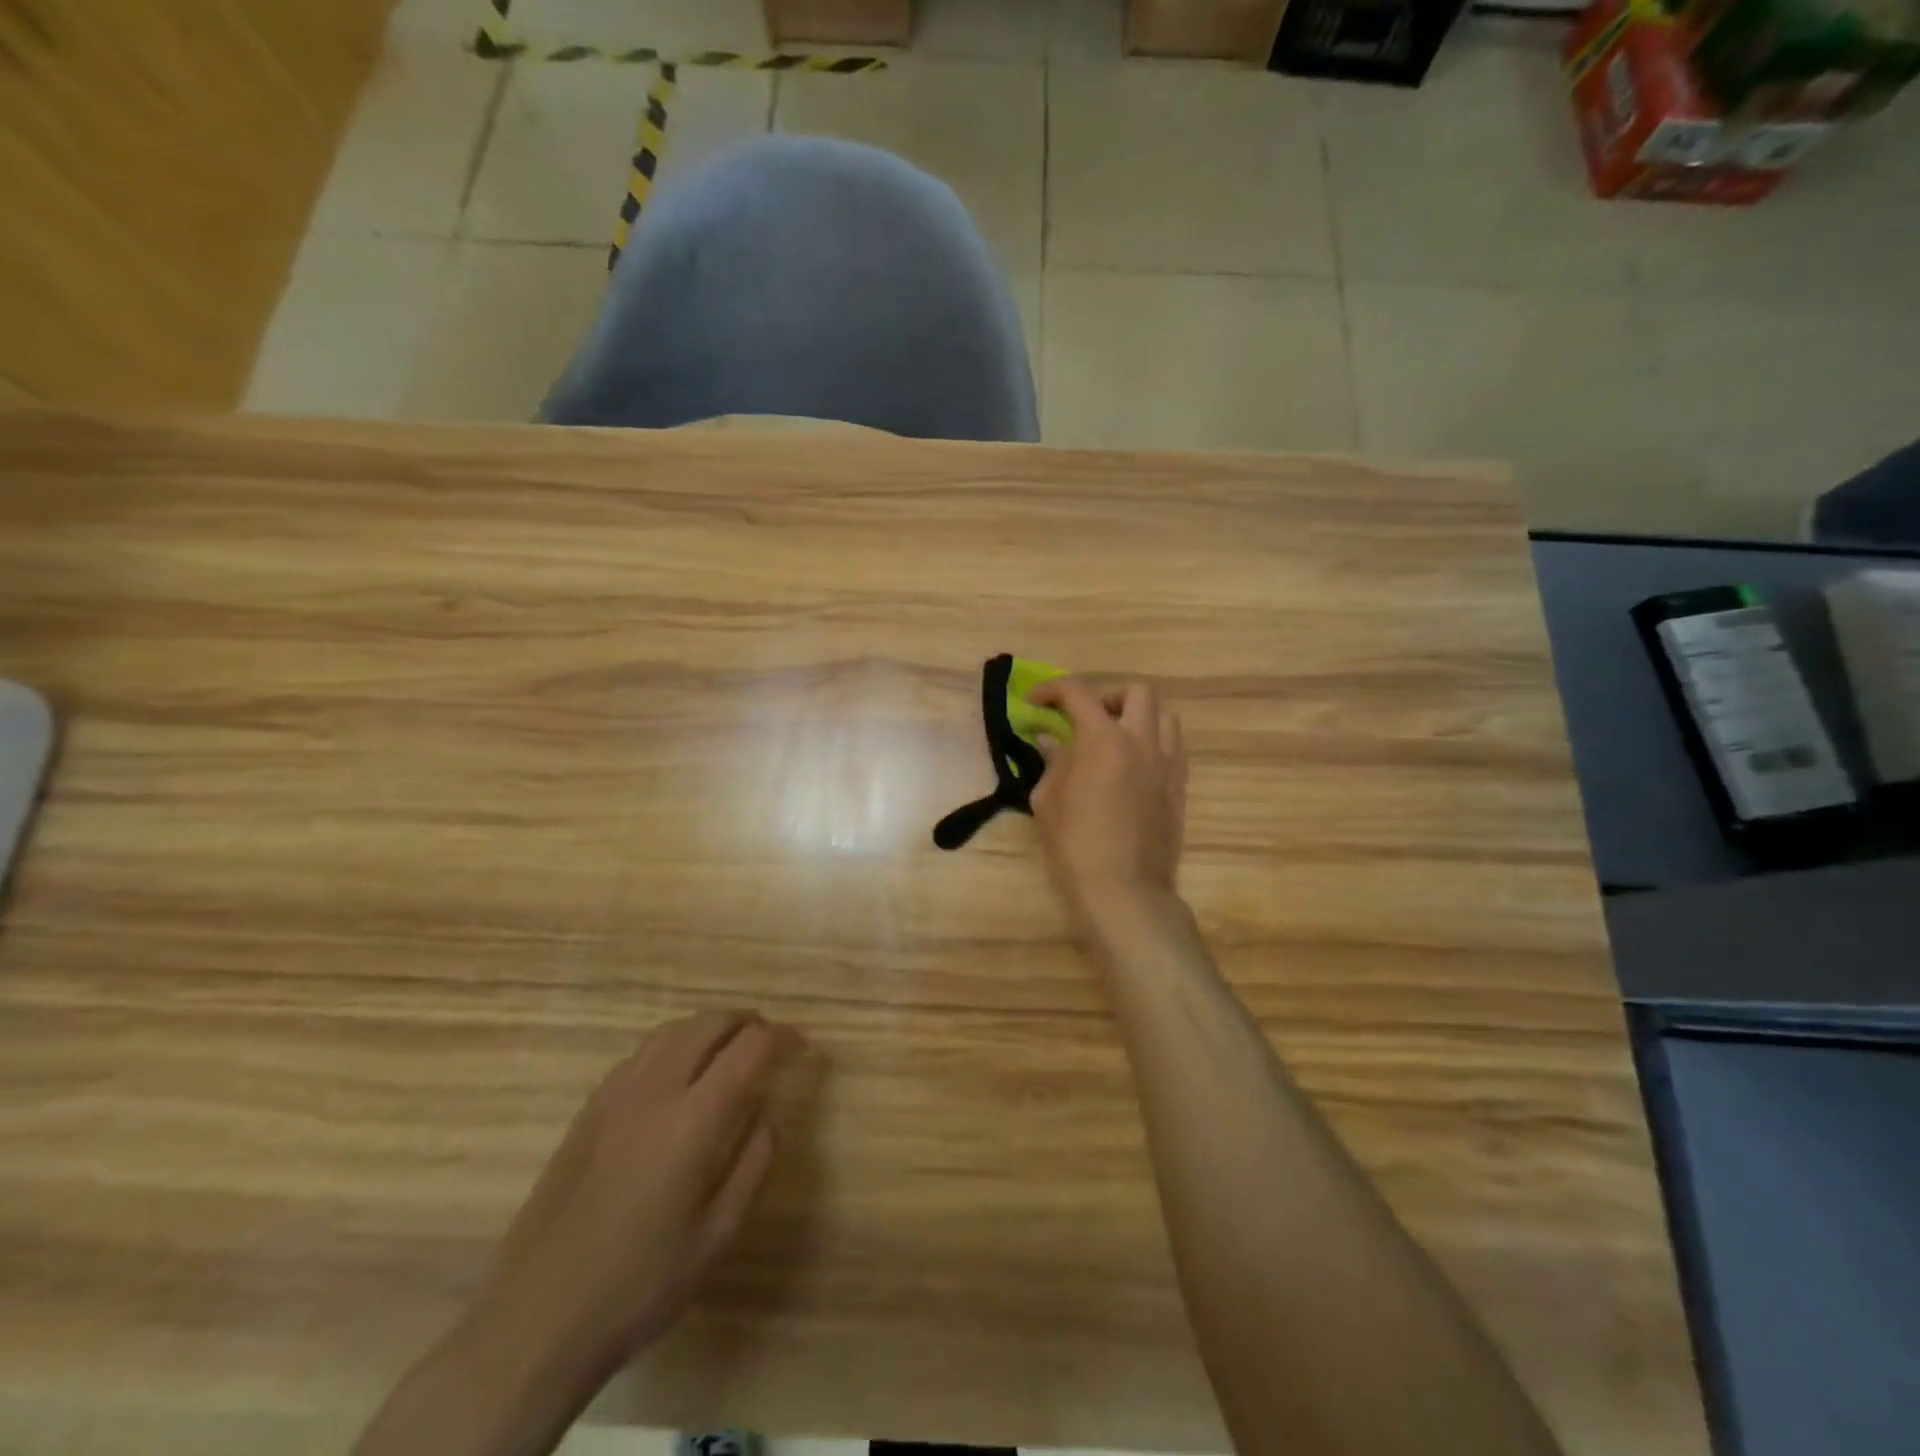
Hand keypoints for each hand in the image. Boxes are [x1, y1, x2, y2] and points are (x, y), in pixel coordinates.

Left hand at [474, 1011, 804, 1395]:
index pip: (750, 1048)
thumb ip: (753, 1163)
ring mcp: (615, 1095)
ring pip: (672, 1030)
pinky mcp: (588, 1109)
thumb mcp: (717, 1235)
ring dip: (708, 1028)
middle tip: (768, 1041)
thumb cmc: (639, 1284)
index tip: (800, 1047)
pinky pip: (641, 1053)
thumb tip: (767, 1115)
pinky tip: (677, 1076)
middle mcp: (655, 1090)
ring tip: (727, 1049)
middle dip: (747, 1022)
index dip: (782, 1038)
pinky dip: (673, 1045)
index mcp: (693, 1120)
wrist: (535, 1320)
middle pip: (709, 1023)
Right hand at [1026, 677, 1187, 930]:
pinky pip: (1174, 748)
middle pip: (1135, 692)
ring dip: (1138, 717)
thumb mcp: (1048, 801)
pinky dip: (1154, 744)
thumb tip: (1050, 741)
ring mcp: (1168, 764)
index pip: (1078, 693)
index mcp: (1104, 739)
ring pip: (1164, 716)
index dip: (1052, 689)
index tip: (1035, 700)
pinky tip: (1134, 768)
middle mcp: (1142, 741)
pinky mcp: (1180, 788)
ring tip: (1115, 741)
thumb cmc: (1076, 845)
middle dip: (1107, 697)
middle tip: (1086, 720)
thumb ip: (1052, 763)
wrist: (1125, 890)